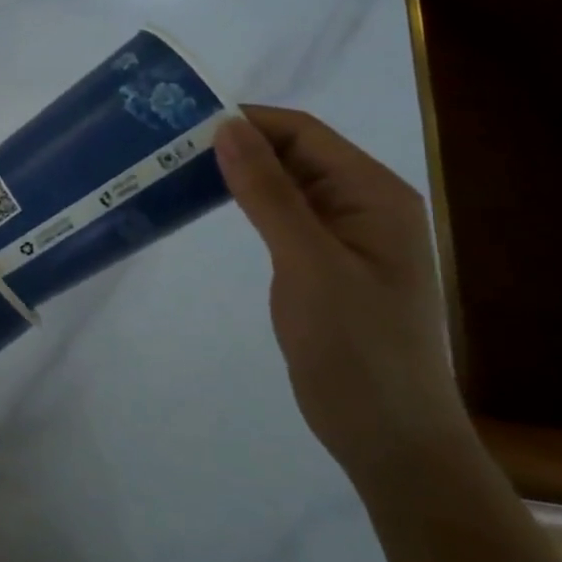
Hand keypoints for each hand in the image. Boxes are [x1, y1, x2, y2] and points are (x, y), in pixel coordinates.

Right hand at [214, 107, 470, 487]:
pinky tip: (208, 204)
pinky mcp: (325, 261)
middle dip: (237, 143)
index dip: (246, 120)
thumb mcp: (308, 263)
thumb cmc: (357, 348)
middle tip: (171, 145)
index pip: (303, 132)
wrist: (390, 441)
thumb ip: (267, 191)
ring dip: (237, 172)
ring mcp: (345, 234)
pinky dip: (245, 202)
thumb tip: (226, 126)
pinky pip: (282, 213)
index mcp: (374, 194)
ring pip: (283, 182)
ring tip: (178, 167)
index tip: (185, 123)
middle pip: (293, 152)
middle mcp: (364, 204)